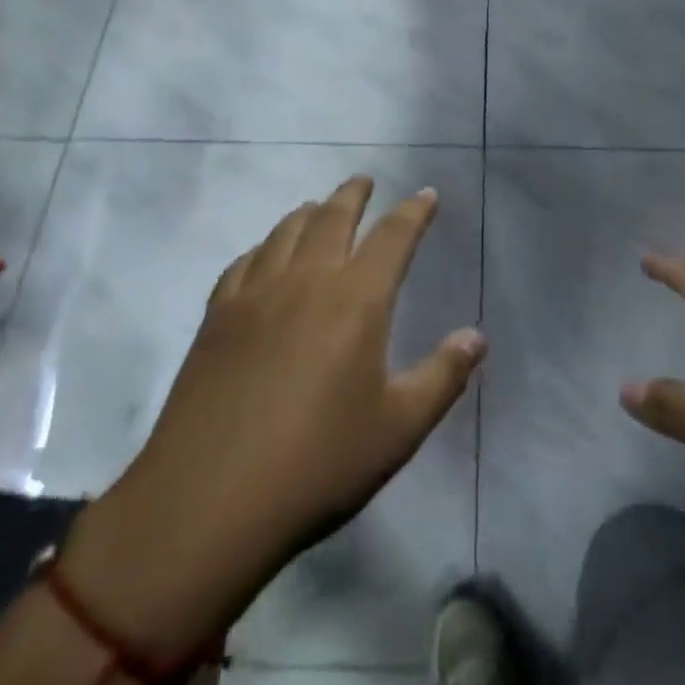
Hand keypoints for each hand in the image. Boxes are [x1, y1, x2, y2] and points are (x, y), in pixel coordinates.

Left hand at [65, 178, 485, 653]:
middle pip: (332, 218)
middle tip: (364, 181)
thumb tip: (476, 336)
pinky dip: (264, 246)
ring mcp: (254, 296)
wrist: (208, 502)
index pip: (392, 237)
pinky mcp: (216, 319)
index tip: (426, 195)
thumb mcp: (398, 428)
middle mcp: (305, 282)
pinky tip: (264, 256)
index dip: (413, 212)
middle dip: (353, 195)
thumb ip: (443, 376)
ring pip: (285, 232)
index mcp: (356, 300)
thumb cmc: (318, 464)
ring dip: (308, 213)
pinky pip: (244, 262)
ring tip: (319, 208)